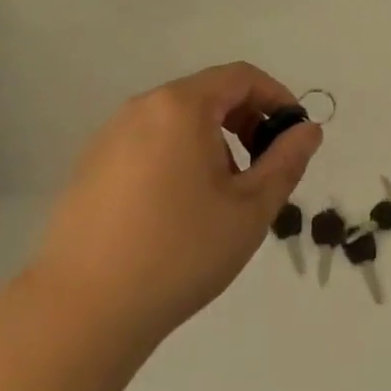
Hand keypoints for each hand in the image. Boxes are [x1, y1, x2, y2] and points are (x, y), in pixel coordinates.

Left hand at [29, 63, 320, 353]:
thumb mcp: (249, 209)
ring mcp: (110, 135)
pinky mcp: (90, 166)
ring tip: (221, 195)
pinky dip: (177, 156)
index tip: (292, 135)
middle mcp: (143, 107)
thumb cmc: (179, 253)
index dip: (276, 98)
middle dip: (245, 121)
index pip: (241, 77)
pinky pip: (148, 142)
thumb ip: (286, 161)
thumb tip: (308, 130)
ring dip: (212, 141)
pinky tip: (177, 209)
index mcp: (182, 106)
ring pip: (177, 120)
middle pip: (208, 94)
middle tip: (263, 166)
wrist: (82, 313)